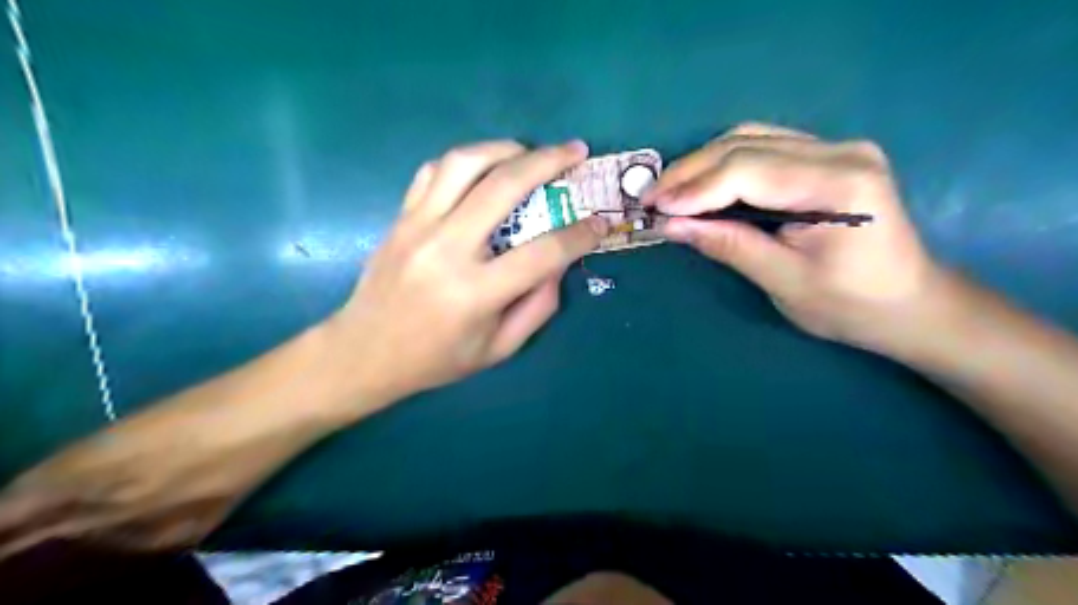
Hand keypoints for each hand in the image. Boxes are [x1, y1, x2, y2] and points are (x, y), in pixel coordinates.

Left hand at [323, 140, 608, 409]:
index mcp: (475, 293)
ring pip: (464, 163)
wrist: (364, 352)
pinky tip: (484, 168)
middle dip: (549, 162)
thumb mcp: (498, 349)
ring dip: (505, 148)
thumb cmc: (436, 359)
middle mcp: (446, 250)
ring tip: (530, 152)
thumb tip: (560, 263)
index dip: (580, 234)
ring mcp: (417, 227)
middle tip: (575, 151)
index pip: (543, 252)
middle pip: (504, 186)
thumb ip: (538, 306)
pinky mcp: (400, 217)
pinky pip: (433, 171)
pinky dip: (465, 161)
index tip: (600, 222)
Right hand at [649, 121, 945, 348]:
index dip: (693, 188)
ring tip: (669, 192)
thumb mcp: (783, 281)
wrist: (909, 304)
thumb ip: (728, 245)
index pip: (747, 170)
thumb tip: (671, 225)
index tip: (654, 209)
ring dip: (702, 164)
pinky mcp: (826, 157)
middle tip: (650, 198)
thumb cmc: (851, 305)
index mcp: (838, 182)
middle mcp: (840, 151)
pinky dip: (723, 165)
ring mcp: (836, 148)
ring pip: (749, 138)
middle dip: (689, 172)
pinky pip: (762, 147)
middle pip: (745, 144)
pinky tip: (701, 185)